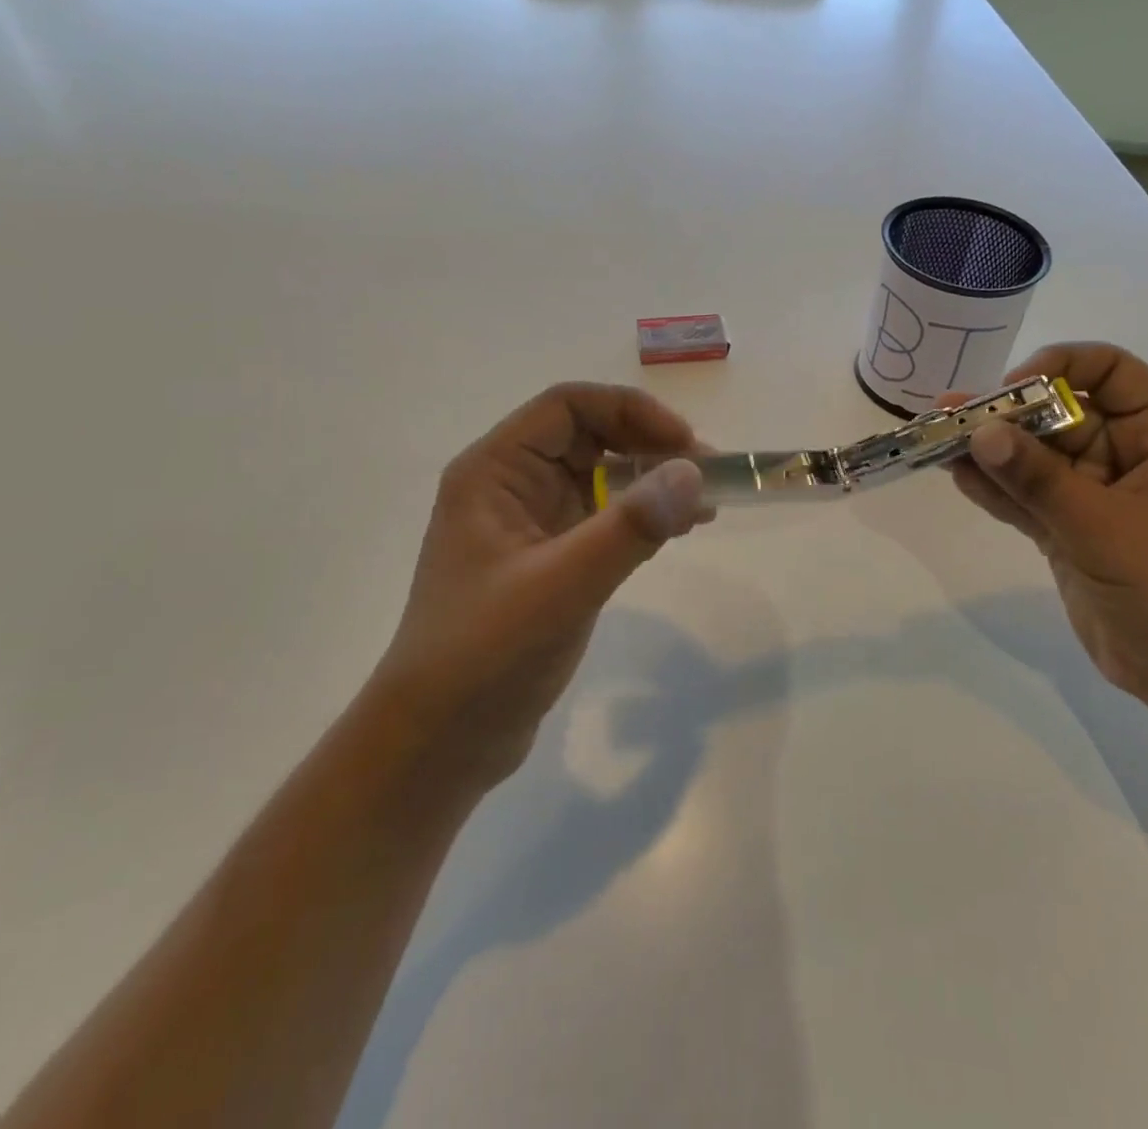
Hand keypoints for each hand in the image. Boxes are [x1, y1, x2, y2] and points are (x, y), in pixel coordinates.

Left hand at [379, 384, 710, 787]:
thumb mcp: (562, 585)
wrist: (439, 741)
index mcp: (494, 471)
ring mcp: (531, 524)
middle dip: (650, 445)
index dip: (631, 411)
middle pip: (590, 435)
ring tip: (705, 502)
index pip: (568, 406)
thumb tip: (693, 473)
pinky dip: (643, 515)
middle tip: (708, 475)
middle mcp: (511, 485)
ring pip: (602, 477)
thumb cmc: (486, 654)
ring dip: (653, 480)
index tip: (685, 444)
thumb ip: (629, 527)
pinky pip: (604, 517)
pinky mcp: (550, 560)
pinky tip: (680, 528)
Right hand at [948, 343, 1147, 715]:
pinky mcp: (1073, 528)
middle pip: (1063, 413)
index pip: (1112, 371)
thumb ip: (1038, 478)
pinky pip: (1030, 496)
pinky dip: (997, 488)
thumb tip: (979, 432)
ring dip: (993, 450)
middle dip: (1009, 415)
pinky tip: (958, 476)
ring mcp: (1099, 493)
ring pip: (1039, 457)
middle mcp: (1133, 454)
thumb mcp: (1102, 526)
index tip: (1011, 391)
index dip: (1059, 368)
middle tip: (952, 414)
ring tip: (940, 440)